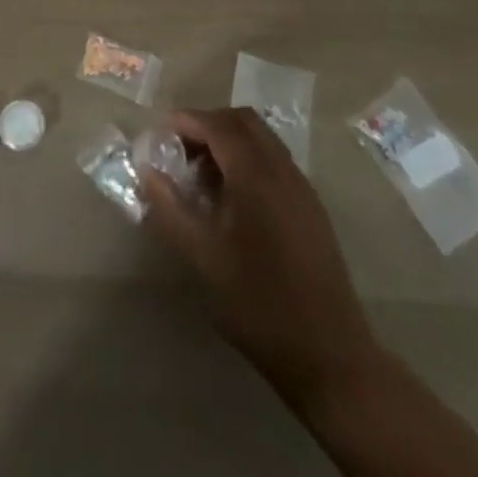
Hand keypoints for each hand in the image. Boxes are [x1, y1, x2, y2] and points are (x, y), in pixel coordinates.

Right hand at [142, 108, 381, 408]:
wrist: (329, 355)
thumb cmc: (259, 304)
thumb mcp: (202, 258)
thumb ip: (170, 209)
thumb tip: (147, 171)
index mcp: (256, 175)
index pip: (217, 124)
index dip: (185, 121)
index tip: (158, 135)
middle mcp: (282, 169)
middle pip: (242, 121)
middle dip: (207, 125)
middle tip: (179, 150)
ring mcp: (301, 186)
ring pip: (261, 139)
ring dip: (228, 141)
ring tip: (201, 175)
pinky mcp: (311, 206)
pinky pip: (274, 160)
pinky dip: (248, 159)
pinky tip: (232, 199)